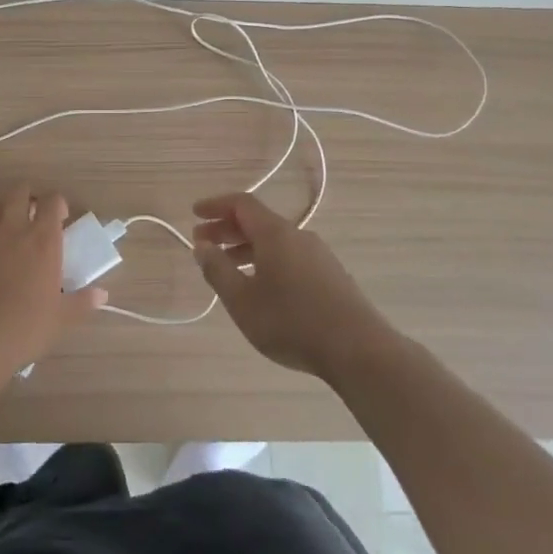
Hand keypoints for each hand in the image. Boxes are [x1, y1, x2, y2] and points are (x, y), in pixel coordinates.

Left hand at [0, 185, 105, 379]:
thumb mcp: (60, 319)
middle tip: (34, 215)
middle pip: (19, 191)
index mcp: (42, 240)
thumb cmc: (23, 329)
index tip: (61, 218)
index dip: (58, 204)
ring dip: (4, 211)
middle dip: (28, 196)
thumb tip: (101, 295)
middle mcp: (12, 229)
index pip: (52, 201)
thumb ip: (82, 302)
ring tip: (10, 232)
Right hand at [192, 192, 392, 380]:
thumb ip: (217, 270)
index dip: (215, 206)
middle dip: (227, 228)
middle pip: (258, 221)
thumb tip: (201, 246)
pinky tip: (261, 286)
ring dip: (246, 247)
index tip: (194, 214)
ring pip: (275, 241)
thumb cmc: (291, 322)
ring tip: (227, 267)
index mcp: (276, 233)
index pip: (241, 203)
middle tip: (203, 243)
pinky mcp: (331, 276)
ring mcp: (319, 255)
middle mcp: (298, 236)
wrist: (358, 349)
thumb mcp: (242, 300)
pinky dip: (266, 260)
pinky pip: (290, 256)